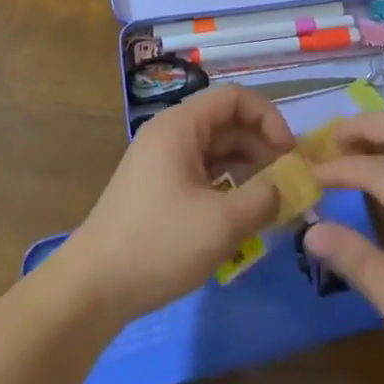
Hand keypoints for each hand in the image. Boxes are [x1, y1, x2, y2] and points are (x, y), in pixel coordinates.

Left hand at [60, 85, 294, 319]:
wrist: (94, 286)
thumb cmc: (159, 243)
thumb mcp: (221, 223)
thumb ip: (263, 199)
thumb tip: (289, 186)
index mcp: (180, 125)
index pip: (234, 97)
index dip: (268, 117)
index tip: (290, 153)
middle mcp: (170, 133)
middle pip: (226, 122)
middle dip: (261, 146)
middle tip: (289, 181)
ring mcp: (162, 161)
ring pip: (215, 150)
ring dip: (247, 168)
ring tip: (273, 200)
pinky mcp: (158, 189)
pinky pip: (202, 172)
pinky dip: (227, 185)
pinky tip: (244, 215)